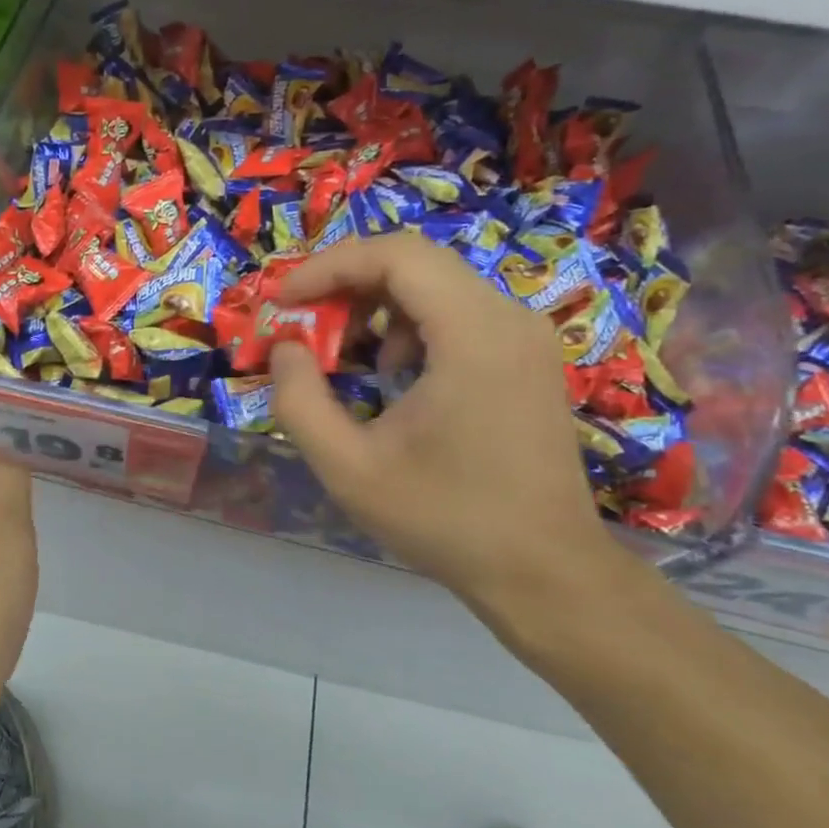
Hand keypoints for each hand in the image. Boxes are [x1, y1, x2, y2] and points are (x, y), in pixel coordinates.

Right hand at [269, 235, 627, 632]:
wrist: (544, 571)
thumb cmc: (445, 519)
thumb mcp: (348, 468)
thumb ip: (299, 400)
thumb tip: (287, 347)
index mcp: (473, 335)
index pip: (396, 256)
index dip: (329, 267)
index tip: (284, 299)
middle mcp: (508, 318)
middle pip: (416, 262)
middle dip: (347, 283)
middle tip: (305, 321)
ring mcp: (525, 336)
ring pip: (437, 283)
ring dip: (378, 305)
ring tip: (348, 357)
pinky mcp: (527, 358)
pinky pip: (459, 312)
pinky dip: (411, 325)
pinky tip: (397, 378)